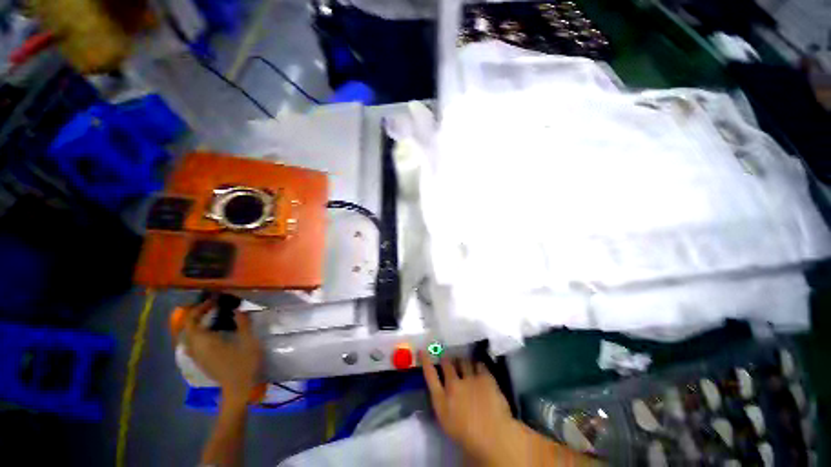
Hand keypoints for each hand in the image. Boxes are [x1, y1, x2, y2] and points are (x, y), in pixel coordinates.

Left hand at [182, 299, 262, 403]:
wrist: (239, 389)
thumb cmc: (245, 364)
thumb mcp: (249, 341)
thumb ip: (243, 324)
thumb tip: (238, 310)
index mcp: (205, 342)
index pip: (192, 321)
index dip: (200, 309)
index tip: (215, 301)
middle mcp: (196, 349)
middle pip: (188, 328)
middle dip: (197, 315)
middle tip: (213, 307)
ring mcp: (197, 357)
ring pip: (189, 337)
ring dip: (196, 324)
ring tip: (211, 317)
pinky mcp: (201, 362)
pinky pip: (193, 344)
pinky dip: (198, 334)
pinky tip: (211, 333)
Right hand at [421, 351, 520, 464]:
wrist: (493, 437)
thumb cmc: (467, 436)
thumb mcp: (447, 422)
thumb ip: (442, 403)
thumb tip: (440, 391)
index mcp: (442, 399)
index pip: (430, 375)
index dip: (426, 361)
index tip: (422, 351)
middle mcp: (454, 384)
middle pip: (447, 365)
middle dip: (446, 359)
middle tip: (447, 357)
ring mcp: (470, 379)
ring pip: (463, 362)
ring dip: (462, 362)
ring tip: (463, 363)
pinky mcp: (485, 378)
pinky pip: (479, 365)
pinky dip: (477, 366)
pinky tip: (478, 368)